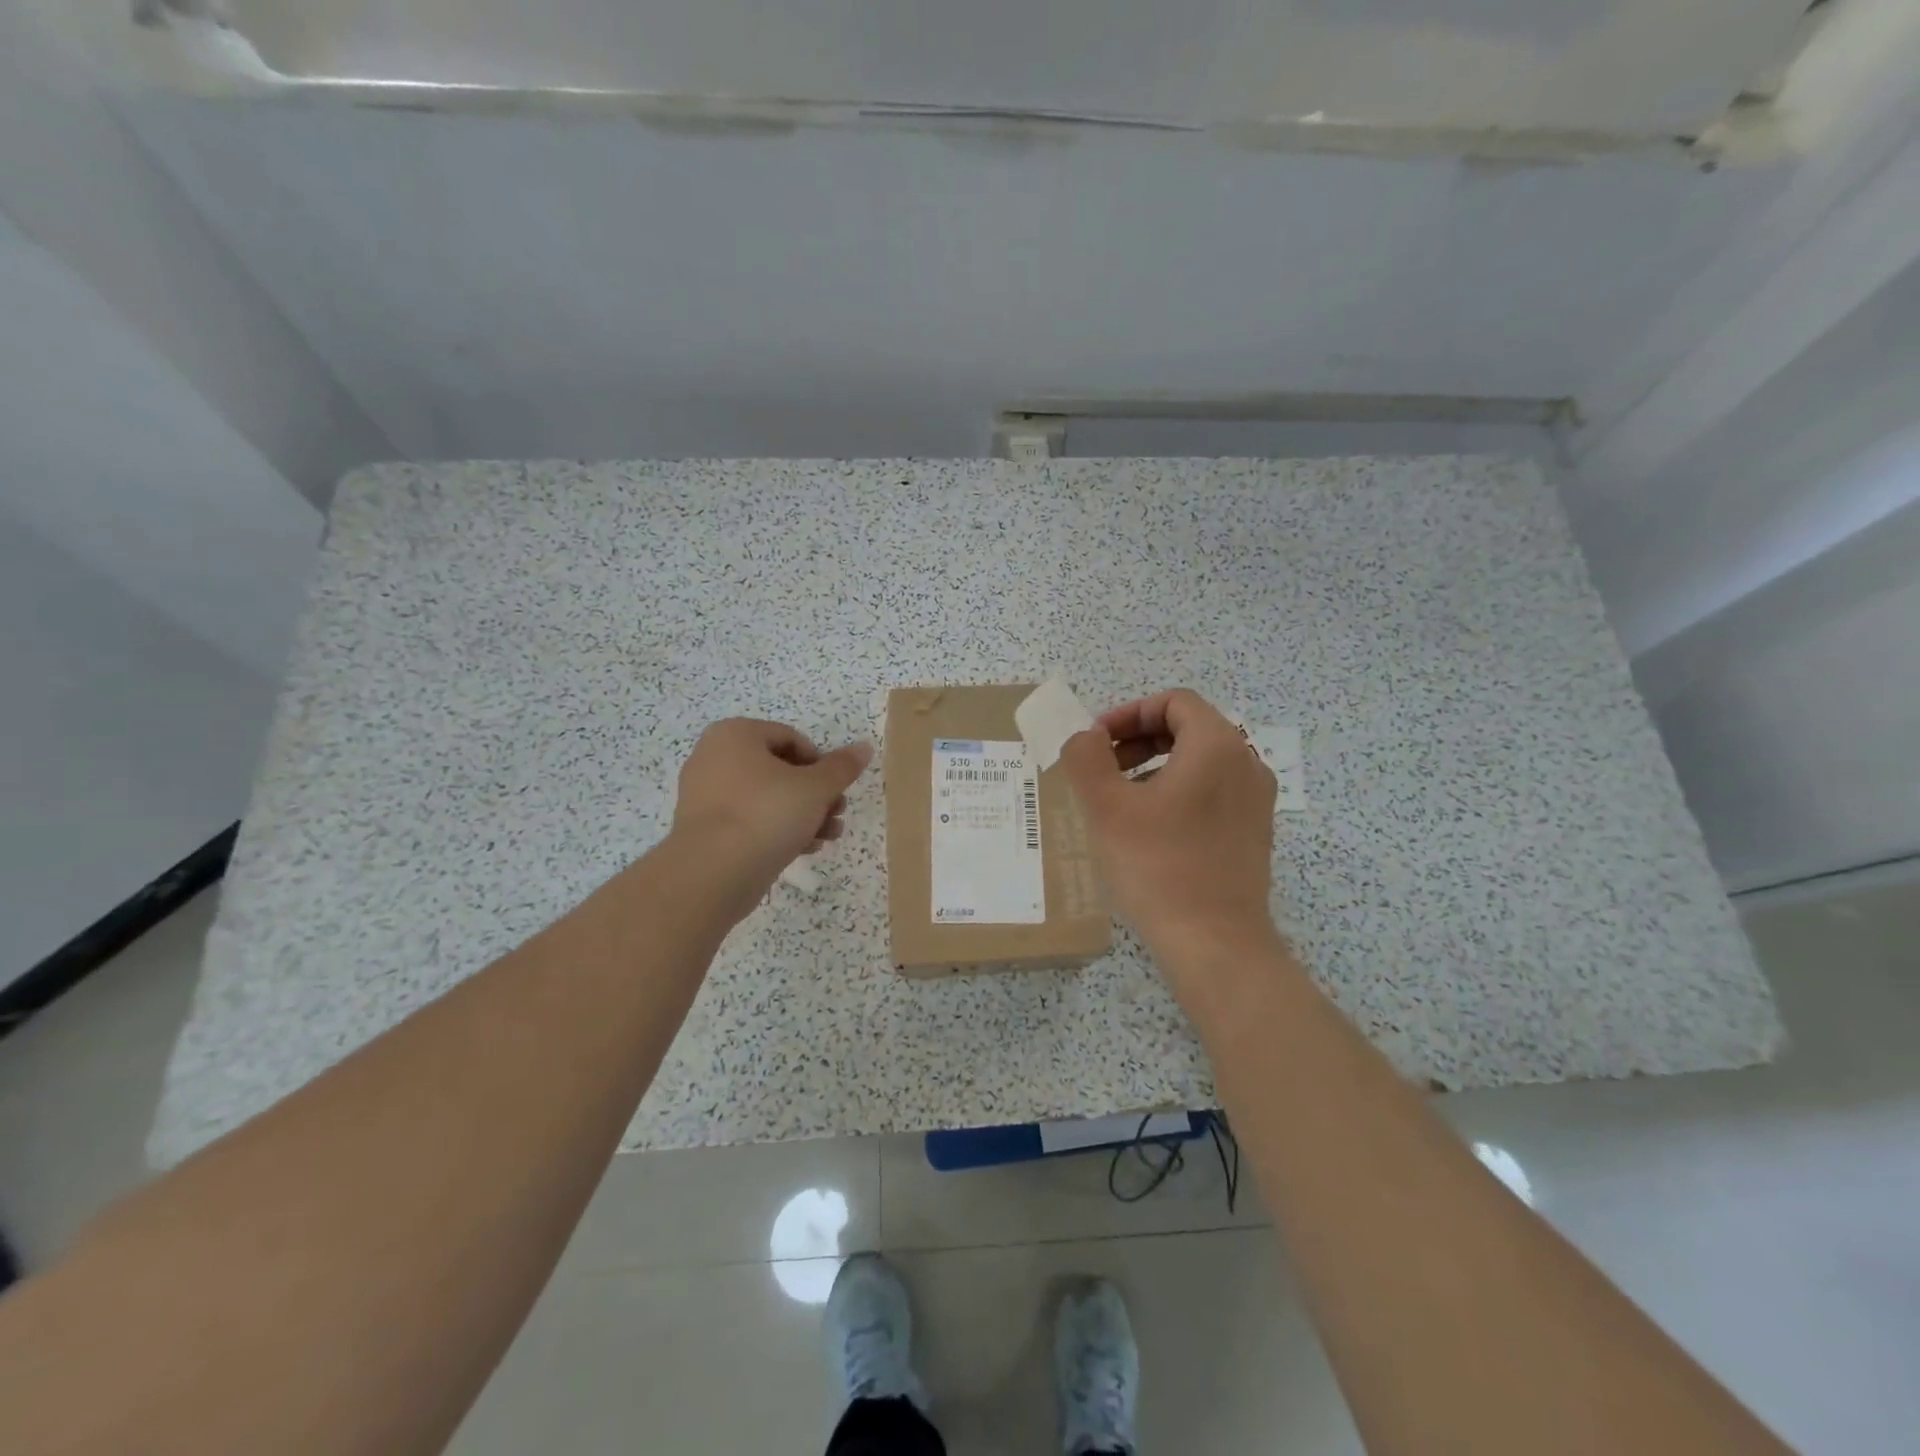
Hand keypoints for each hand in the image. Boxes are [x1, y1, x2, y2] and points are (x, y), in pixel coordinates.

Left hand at [670, 718, 872, 899]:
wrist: (712, 874)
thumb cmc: (766, 815)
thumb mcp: (815, 788)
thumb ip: (842, 767)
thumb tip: (865, 747)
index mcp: (735, 735)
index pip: (791, 738)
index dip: (821, 763)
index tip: (837, 789)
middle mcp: (714, 757)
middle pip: (781, 770)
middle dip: (816, 794)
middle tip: (838, 814)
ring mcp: (705, 795)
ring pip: (767, 798)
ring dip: (804, 815)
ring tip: (828, 836)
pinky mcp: (705, 828)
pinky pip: (749, 820)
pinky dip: (777, 830)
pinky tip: (805, 849)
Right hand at [1059, 689, 1282, 974]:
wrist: (1215, 943)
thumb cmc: (1158, 866)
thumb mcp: (1107, 807)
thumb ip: (1087, 758)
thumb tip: (1085, 737)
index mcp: (1217, 746)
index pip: (1174, 702)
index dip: (1129, 713)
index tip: (1096, 742)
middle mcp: (1246, 763)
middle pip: (1189, 728)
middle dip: (1139, 738)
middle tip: (1102, 767)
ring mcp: (1256, 800)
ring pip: (1200, 761)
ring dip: (1155, 765)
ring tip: (1120, 798)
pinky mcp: (1253, 832)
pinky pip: (1213, 791)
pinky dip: (1178, 791)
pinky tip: (1149, 827)